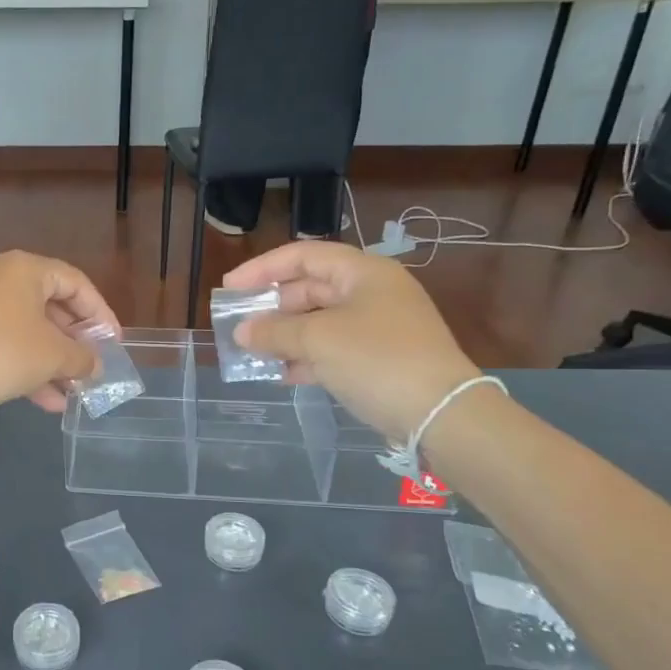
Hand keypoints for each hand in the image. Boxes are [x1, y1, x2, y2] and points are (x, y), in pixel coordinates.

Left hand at [0, 251, 115, 413]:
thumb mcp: (51, 356)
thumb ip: (82, 358)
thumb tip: (95, 365)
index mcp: (25, 269)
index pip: (76, 282)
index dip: (100, 314)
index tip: (113, 344)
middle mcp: (0, 278)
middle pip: (50, 306)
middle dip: (74, 342)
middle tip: (92, 368)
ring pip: (27, 331)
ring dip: (52, 362)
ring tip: (73, 393)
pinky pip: (4, 344)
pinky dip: (26, 367)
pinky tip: (44, 402)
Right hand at [221, 241, 478, 439]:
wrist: (440, 414)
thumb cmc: (377, 359)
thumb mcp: (318, 340)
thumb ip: (275, 331)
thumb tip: (242, 332)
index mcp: (364, 273)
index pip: (304, 256)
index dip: (263, 269)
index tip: (230, 287)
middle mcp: (372, 293)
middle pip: (310, 288)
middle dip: (271, 306)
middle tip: (238, 323)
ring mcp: (377, 328)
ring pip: (319, 322)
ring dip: (284, 335)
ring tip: (251, 351)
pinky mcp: (378, 360)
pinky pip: (331, 350)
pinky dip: (304, 358)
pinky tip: (280, 374)